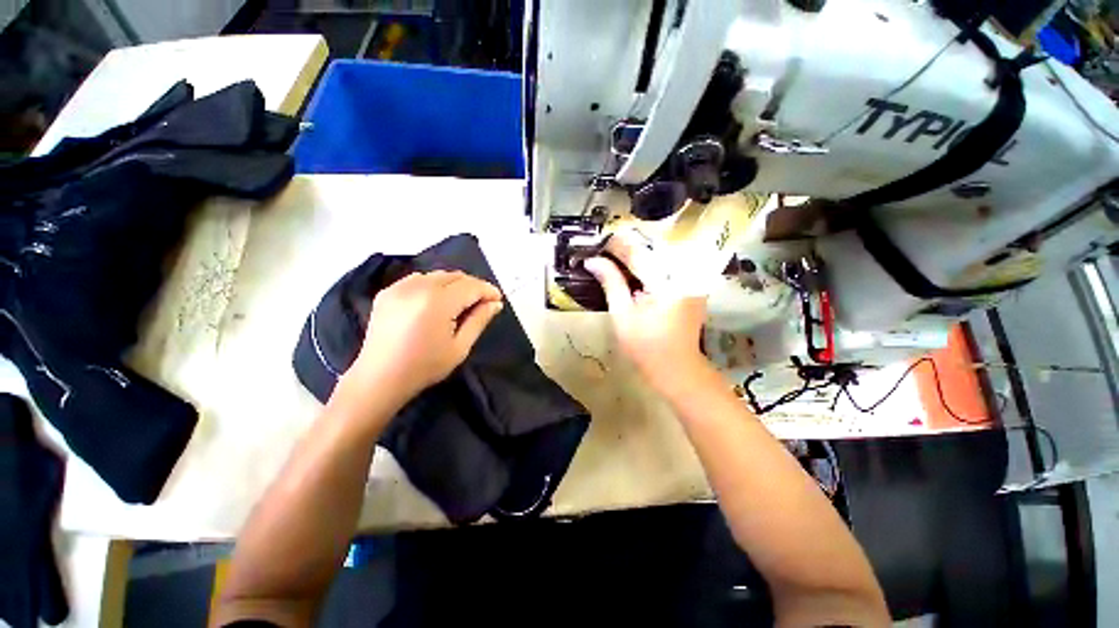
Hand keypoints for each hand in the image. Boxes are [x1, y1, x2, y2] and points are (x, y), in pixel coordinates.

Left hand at [342, 270, 503, 403]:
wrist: (379, 378)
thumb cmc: (424, 367)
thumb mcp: (460, 347)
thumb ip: (479, 320)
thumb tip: (495, 303)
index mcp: (438, 302)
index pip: (471, 286)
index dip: (488, 290)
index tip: (498, 299)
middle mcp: (418, 287)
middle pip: (455, 276)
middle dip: (473, 286)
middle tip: (482, 302)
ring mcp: (399, 287)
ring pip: (437, 275)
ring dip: (455, 284)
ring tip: (461, 301)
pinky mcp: (387, 292)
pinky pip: (419, 279)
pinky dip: (434, 284)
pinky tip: (437, 300)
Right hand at [583, 229, 708, 390]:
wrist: (677, 368)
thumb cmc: (645, 347)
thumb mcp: (622, 315)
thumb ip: (611, 283)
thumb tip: (592, 261)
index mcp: (666, 283)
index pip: (637, 253)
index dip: (615, 246)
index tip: (596, 246)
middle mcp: (685, 274)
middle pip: (652, 248)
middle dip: (627, 247)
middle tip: (605, 252)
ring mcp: (693, 278)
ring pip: (662, 253)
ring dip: (639, 253)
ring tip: (617, 258)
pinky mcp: (693, 284)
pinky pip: (670, 264)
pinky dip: (651, 263)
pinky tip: (636, 270)